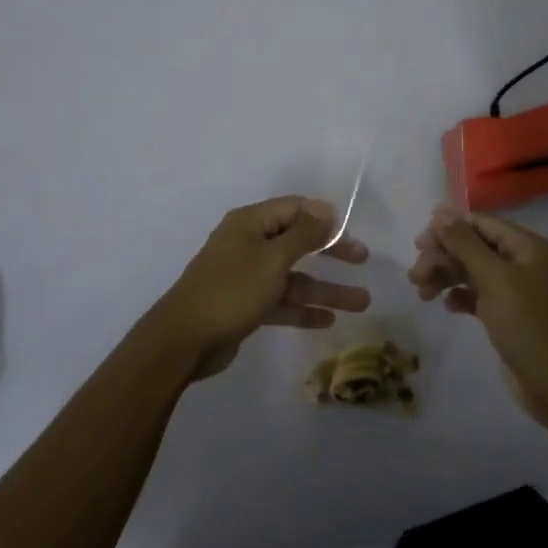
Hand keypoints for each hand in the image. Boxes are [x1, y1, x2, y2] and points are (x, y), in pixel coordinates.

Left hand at [155, 197, 370, 379]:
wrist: (184, 340)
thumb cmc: (232, 290)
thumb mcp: (273, 259)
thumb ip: (303, 234)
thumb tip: (325, 208)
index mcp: (250, 223)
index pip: (294, 209)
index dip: (323, 217)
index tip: (351, 230)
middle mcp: (249, 244)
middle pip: (297, 242)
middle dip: (331, 252)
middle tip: (363, 260)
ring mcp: (247, 277)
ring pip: (293, 277)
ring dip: (325, 288)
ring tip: (362, 302)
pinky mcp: (246, 306)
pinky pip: (281, 301)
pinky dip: (303, 309)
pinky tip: (329, 320)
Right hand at [408, 205, 547, 423]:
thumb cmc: (529, 326)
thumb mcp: (495, 280)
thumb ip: (464, 244)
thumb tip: (440, 211)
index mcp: (526, 246)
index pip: (480, 224)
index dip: (448, 228)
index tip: (419, 243)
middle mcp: (522, 262)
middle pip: (473, 247)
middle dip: (443, 256)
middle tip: (415, 275)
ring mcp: (516, 290)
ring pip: (471, 271)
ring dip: (445, 276)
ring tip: (421, 292)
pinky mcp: (508, 315)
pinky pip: (477, 295)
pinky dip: (459, 297)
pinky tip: (447, 306)